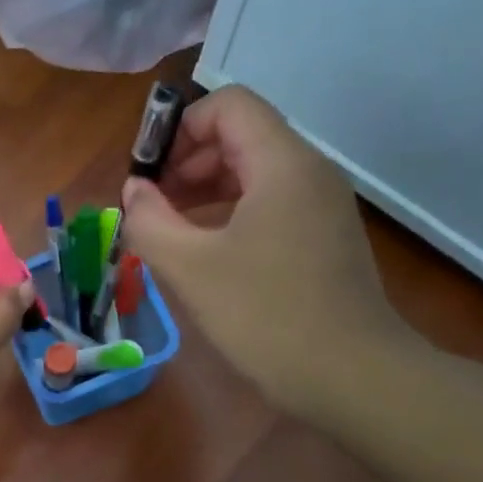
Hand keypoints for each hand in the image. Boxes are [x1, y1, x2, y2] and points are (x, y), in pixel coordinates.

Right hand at [122, 86, 415, 416]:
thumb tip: (132, 191)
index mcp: (282, 164)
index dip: (178, 129)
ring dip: (204, 190)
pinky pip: (268, 205)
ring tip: (168, 232)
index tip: (147, 175)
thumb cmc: (266, 315)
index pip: (228, 105)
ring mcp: (320, 206)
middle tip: (150, 208)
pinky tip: (204, 253)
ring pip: (253, 172)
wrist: (350, 375)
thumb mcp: (191, 268)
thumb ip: (149, 221)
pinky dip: (228, 214)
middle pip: (240, 136)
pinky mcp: (322, 238)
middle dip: (186, 162)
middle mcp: (308, 172)